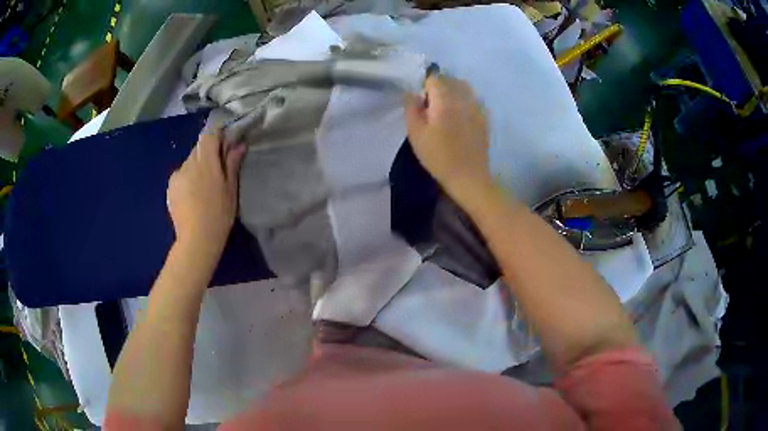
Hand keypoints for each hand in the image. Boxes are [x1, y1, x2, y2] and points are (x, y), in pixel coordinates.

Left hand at [167, 128, 246, 257]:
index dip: (217, 136)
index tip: (225, 145)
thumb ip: (232, 164)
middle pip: (199, 148)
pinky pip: (181, 174)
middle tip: (217, 171)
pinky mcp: (170, 186)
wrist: (196, 240)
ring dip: (197, 167)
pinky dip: (188, 178)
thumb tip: (239, 144)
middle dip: (208, 154)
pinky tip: (192, 196)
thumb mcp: (231, 190)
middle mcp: (189, 163)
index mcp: (206, 162)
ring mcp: (177, 175)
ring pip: (190, 162)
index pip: (209, 135)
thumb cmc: (219, 215)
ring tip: (204, 188)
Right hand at [404, 74, 492, 203]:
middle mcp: (463, 98)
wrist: (468, 177)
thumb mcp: (415, 134)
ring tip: (446, 109)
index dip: (425, 87)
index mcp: (445, 100)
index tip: (422, 103)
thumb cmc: (438, 156)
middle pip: (450, 80)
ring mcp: (477, 107)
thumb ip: (411, 108)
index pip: (434, 78)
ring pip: (464, 87)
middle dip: (439, 87)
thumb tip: (412, 93)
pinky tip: (460, 118)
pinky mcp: (484, 117)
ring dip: (453, 92)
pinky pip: (473, 99)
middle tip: (432, 107)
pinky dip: (465, 101)